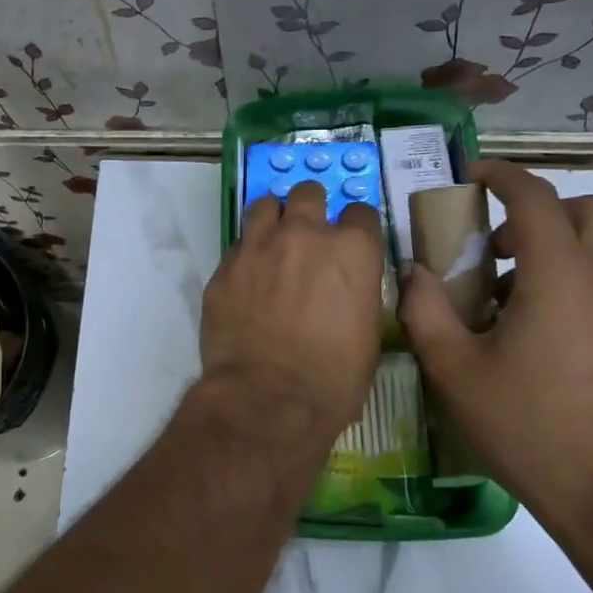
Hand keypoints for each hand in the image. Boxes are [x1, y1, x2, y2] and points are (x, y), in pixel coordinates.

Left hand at [200, 180, 385, 444]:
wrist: (268, 398)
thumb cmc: (333, 377)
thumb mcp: (368, 333)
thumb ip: (357, 293)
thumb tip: (347, 288)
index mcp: (351, 249)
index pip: (361, 213)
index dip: (356, 228)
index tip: (351, 242)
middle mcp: (304, 234)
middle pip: (309, 194)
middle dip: (311, 209)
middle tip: (308, 234)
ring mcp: (258, 246)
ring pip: (265, 205)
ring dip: (273, 218)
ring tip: (273, 241)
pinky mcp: (225, 267)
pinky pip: (238, 245)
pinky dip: (246, 254)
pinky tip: (248, 278)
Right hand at [398, 160, 592, 544]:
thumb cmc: (529, 428)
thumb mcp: (456, 371)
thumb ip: (426, 310)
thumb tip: (413, 272)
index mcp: (561, 275)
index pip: (535, 197)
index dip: (502, 176)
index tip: (473, 175)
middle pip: (585, 209)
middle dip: (538, 209)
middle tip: (494, 241)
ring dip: (560, 244)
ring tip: (513, 289)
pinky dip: (581, 275)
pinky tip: (546, 327)